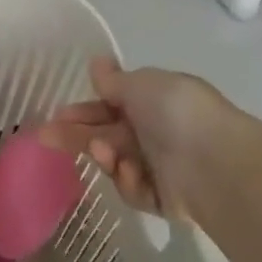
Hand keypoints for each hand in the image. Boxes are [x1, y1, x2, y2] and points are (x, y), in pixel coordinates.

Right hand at [40, 57, 226, 217]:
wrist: (216, 163)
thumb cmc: (176, 114)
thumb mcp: (142, 84)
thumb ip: (114, 80)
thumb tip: (97, 62)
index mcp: (154, 103)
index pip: (110, 107)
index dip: (83, 111)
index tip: (57, 115)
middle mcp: (156, 134)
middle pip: (106, 136)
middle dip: (76, 136)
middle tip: (45, 137)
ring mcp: (159, 167)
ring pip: (115, 163)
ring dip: (104, 156)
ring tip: (103, 152)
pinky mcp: (161, 199)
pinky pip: (132, 189)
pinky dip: (129, 181)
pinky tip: (132, 171)